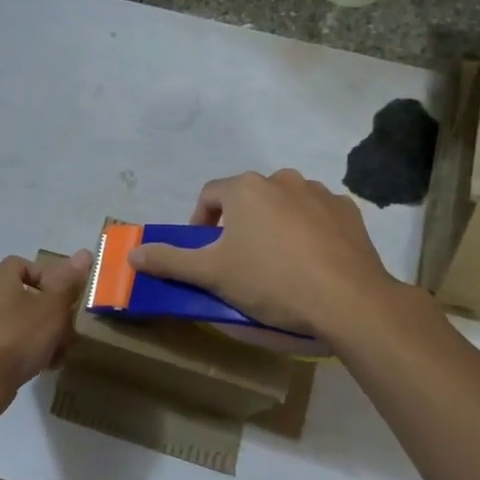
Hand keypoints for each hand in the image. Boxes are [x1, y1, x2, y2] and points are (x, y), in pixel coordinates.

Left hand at [0, 250, 91, 399]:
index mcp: (2, 279)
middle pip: (29, 295)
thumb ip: (68, 282)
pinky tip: (48, 365)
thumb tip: (84, 253)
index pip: (24, 263)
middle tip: (70, 325)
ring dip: (48, 334)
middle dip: (54, 311)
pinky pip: (18, 343)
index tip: (64, 292)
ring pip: (27, 322)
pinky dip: (34, 351)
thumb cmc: (19, 334)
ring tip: (63, 349)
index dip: (46, 274)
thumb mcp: (52, 306)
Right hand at [126, 170, 403, 343]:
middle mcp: (282, 179)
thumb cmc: (271, 281)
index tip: (205, 251)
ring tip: (276, 262)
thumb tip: (131, 254)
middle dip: (238, 224)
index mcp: (246, 188)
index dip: (201, 222)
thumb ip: (170, 260)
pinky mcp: (348, 212)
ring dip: (273, 224)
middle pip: (248, 197)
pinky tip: (310, 261)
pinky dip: (308, 231)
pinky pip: (316, 216)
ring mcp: (319, 193)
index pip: (210, 195)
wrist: (348, 300)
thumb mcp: (212, 274)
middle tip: (239, 260)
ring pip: (283, 204)